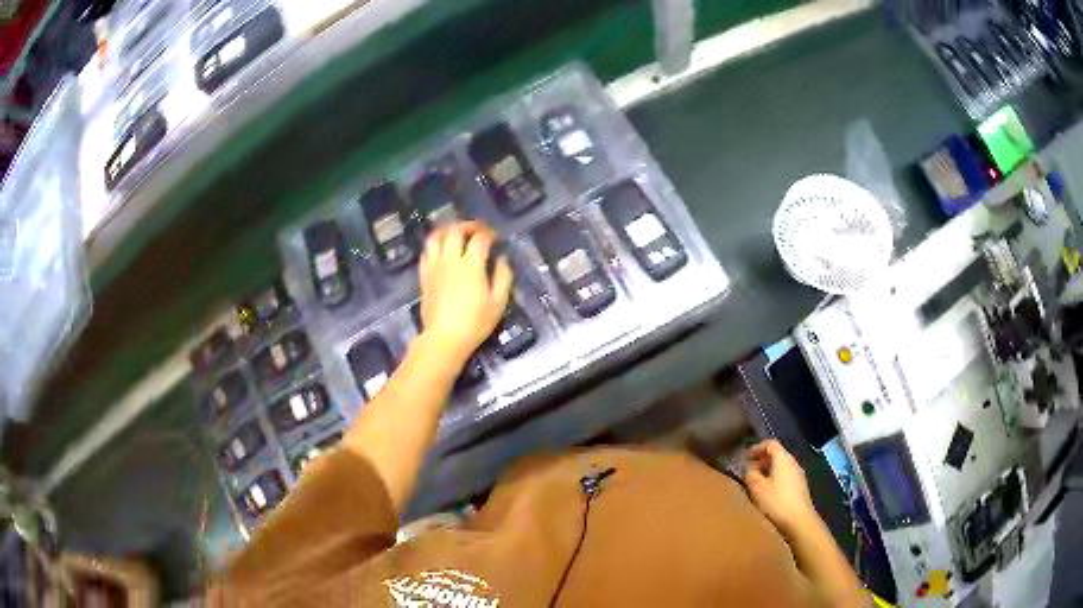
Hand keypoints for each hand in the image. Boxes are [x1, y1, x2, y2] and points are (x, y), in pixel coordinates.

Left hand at [419, 221, 512, 363]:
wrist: (444, 338)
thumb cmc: (475, 323)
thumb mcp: (498, 302)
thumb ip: (503, 277)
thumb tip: (502, 259)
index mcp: (471, 265)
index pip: (480, 238)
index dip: (489, 233)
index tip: (495, 238)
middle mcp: (450, 260)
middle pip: (455, 231)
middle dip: (468, 225)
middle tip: (477, 230)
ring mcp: (434, 266)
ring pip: (435, 237)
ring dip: (447, 230)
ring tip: (456, 233)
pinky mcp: (424, 276)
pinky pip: (426, 252)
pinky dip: (434, 245)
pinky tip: (441, 249)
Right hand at [743, 440, 818, 536]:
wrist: (799, 521)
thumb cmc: (777, 501)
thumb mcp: (757, 488)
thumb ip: (751, 474)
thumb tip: (749, 467)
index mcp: (784, 459)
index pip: (771, 444)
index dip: (757, 447)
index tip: (746, 456)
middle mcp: (793, 463)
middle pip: (777, 455)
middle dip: (762, 460)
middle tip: (749, 471)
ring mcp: (799, 476)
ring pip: (781, 467)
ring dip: (768, 471)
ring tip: (756, 483)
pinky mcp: (800, 488)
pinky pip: (785, 477)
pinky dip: (775, 479)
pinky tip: (768, 493)